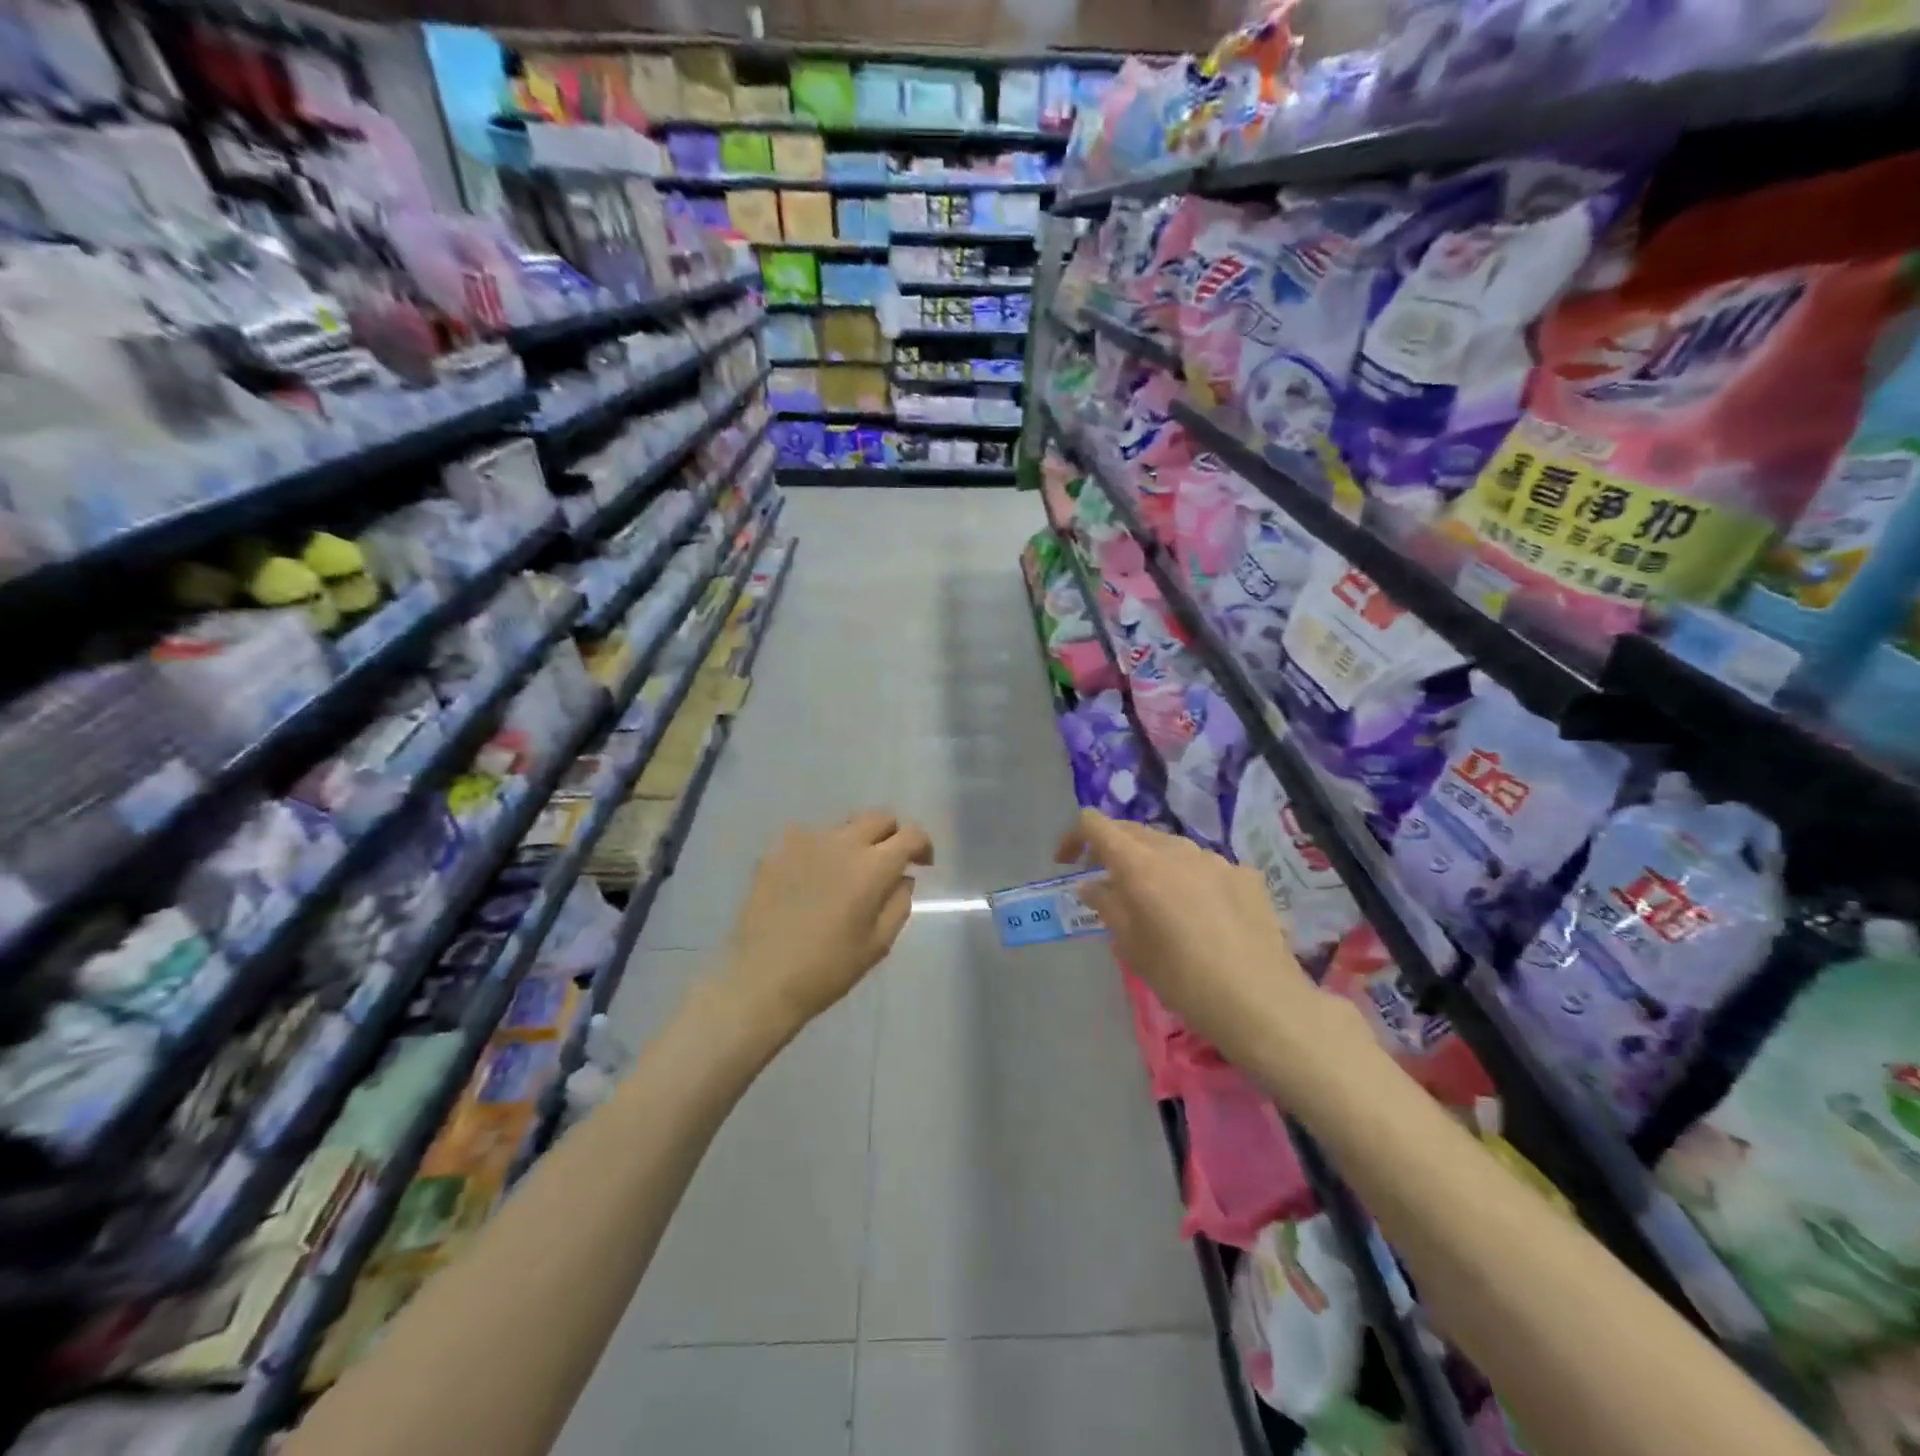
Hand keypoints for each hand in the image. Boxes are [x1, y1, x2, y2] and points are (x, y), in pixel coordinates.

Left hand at [722, 809, 932, 1035]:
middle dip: (892, 835)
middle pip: (878, 817)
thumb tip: (902, 876)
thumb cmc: (828, 969)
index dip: (923, 845)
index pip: (910, 834)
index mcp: (872, 866)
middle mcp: (841, 842)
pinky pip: (809, 839)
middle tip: (889, 863)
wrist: (761, 979)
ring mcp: (804, 842)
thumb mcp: (878, 944)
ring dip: (855, 842)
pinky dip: (822, 852)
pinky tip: (813, 880)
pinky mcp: (776, 850)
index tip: (922, 864)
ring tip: (846, 875)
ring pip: (843, 826)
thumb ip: (899, 902)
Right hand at [1057, 810, 1368, 1105]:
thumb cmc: (1182, 978)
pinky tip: (1200, 913)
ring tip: (1154, 900)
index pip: (1096, 824)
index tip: (1067, 863)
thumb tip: (1091, 884)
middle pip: (1133, 831)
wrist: (1261, 1002)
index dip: (1075, 837)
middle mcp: (1177, 850)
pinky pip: (1205, 866)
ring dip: (1152, 862)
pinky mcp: (1246, 875)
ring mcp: (1216, 859)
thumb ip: (1107, 906)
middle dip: (1112, 849)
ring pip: (1171, 847)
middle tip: (1104, 881)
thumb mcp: (1132, 946)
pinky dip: (1189, 878)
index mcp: (1140, 864)